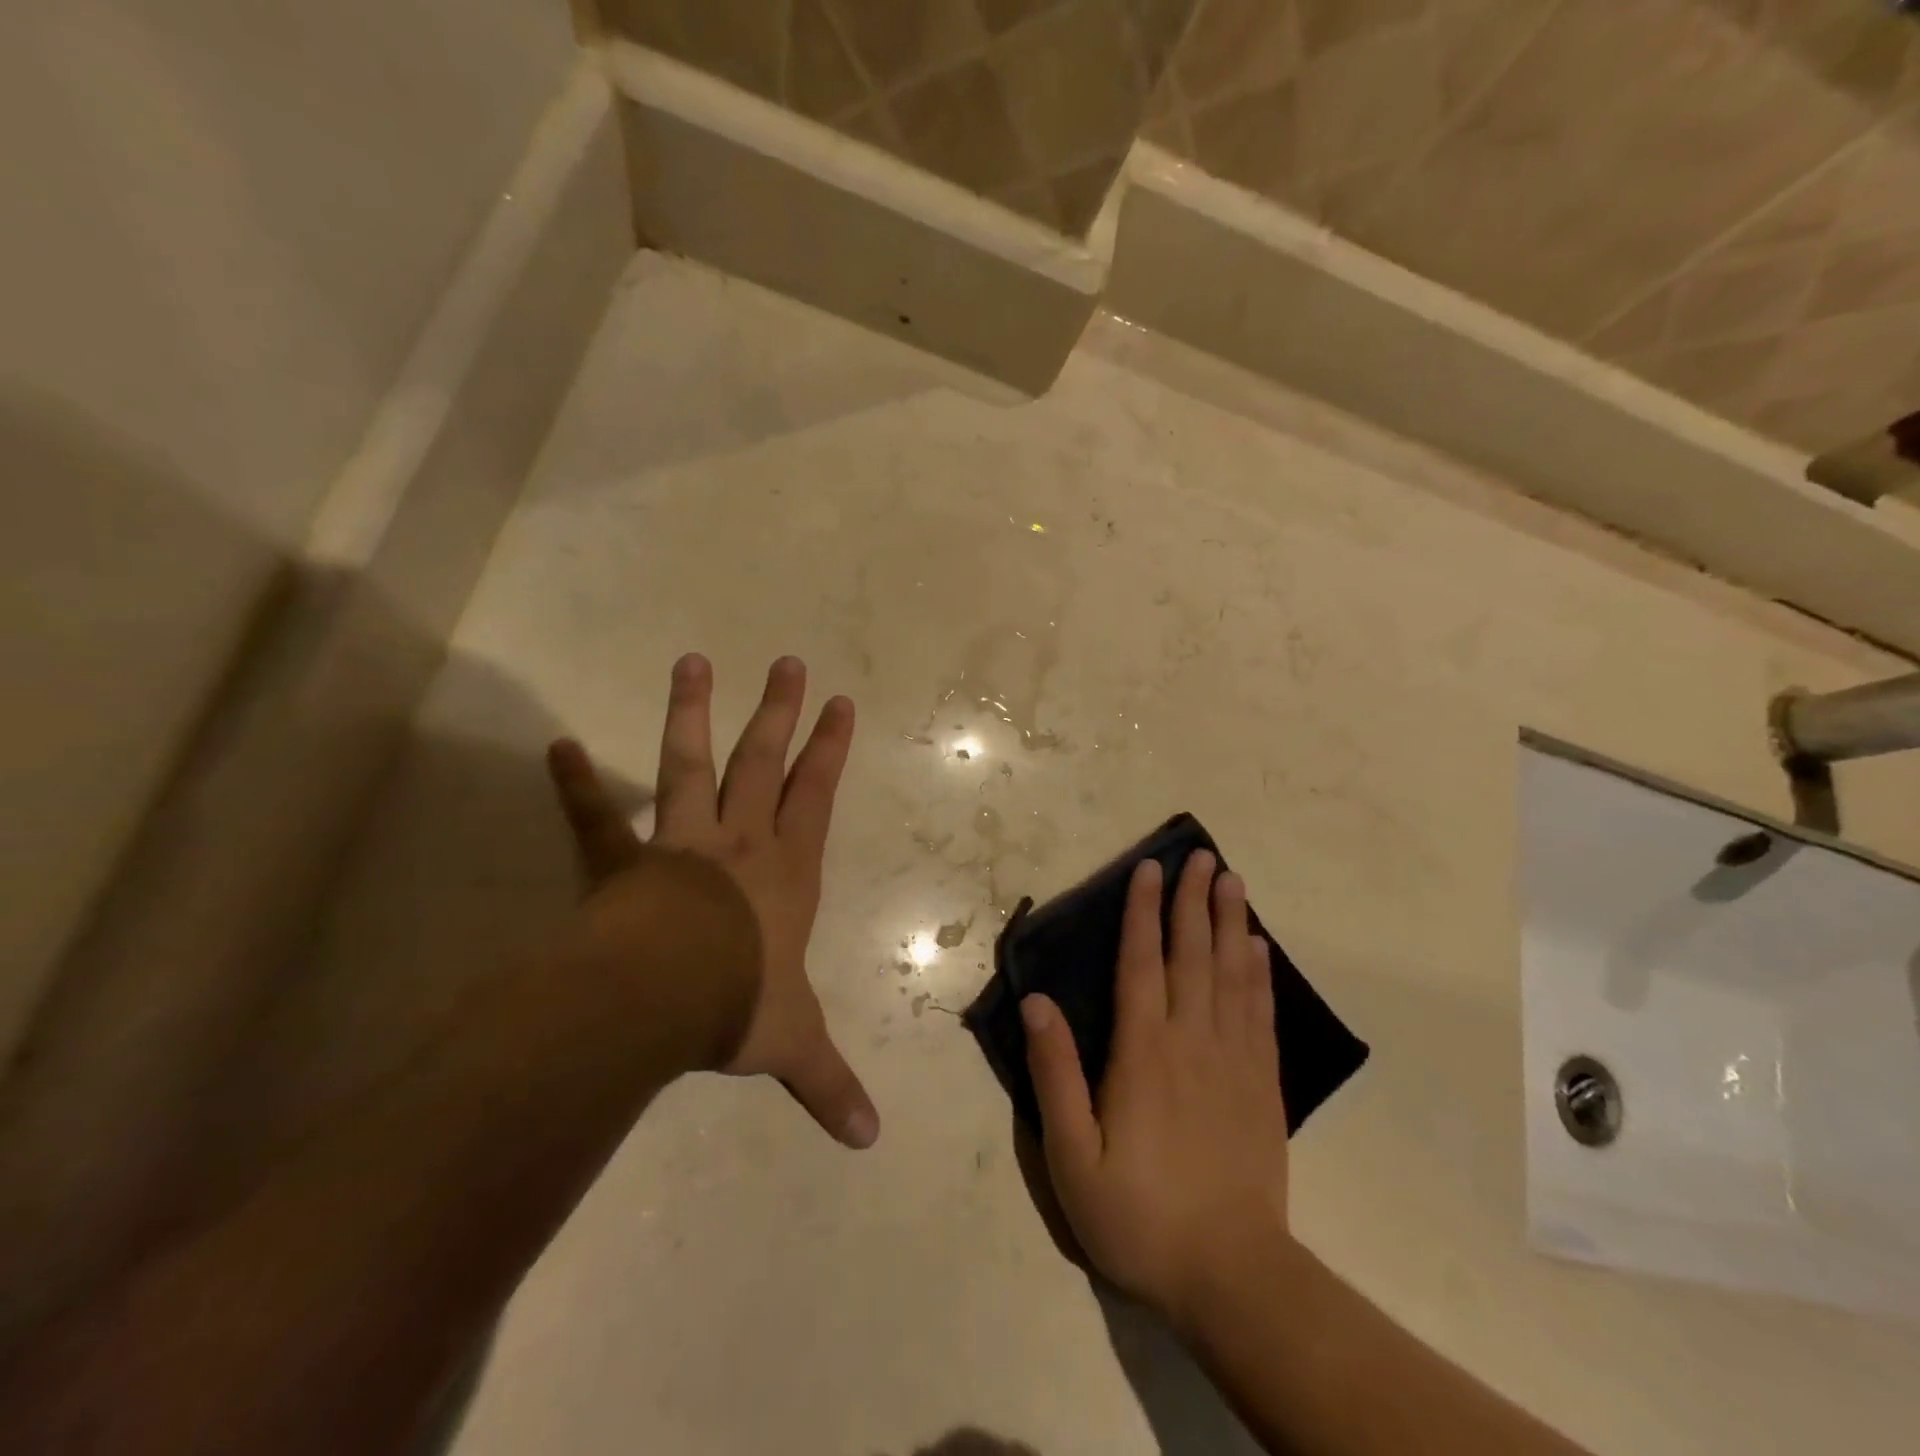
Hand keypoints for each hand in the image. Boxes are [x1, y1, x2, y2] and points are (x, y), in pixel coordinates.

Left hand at [546, 654, 879, 1148]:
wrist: (664, 997)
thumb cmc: (740, 1003)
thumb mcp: (793, 1045)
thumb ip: (828, 1085)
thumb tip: (869, 1141)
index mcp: (786, 871)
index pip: (816, 796)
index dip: (830, 750)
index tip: (841, 704)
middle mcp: (739, 842)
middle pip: (762, 763)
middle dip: (778, 713)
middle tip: (786, 662)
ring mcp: (681, 843)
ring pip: (691, 766)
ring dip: (693, 715)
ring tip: (693, 662)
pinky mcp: (625, 860)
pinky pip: (599, 819)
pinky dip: (579, 785)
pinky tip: (559, 747)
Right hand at [1021, 852, 1290, 1326]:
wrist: (1231, 1276)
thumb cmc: (1138, 1214)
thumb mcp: (1072, 1154)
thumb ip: (1054, 1073)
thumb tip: (1037, 1002)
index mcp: (1143, 1052)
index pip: (1141, 963)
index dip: (1142, 911)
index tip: (1150, 868)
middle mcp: (1191, 1041)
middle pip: (1193, 955)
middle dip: (1194, 901)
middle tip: (1203, 855)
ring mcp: (1234, 1061)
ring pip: (1233, 975)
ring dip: (1230, 923)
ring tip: (1232, 882)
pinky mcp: (1263, 1085)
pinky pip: (1261, 1014)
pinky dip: (1260, 975)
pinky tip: (1258, 950)